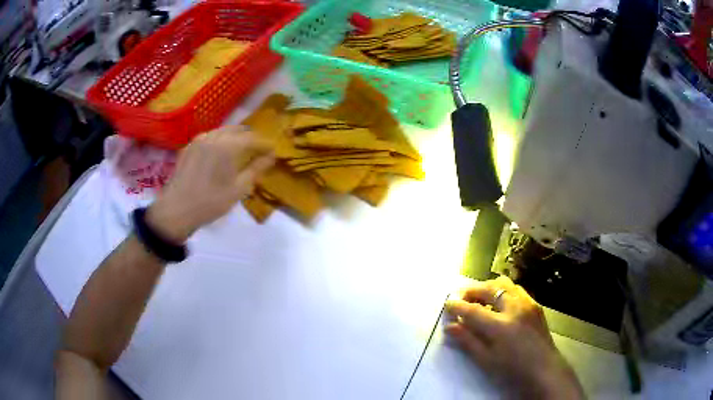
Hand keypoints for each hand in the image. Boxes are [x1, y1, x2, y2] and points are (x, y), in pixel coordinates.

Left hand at [146, 126, 273, 242]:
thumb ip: (256, 169)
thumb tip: (271, 157)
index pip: (252, 138)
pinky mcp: (189, 147)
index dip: (264, 144)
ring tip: (240, 151)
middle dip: (250, 138)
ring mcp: (199, 140)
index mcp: (228, 145)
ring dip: (234, 137)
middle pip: (237, 129)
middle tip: (258, 150)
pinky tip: (219, 153)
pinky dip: (219, 141)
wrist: (177, 209)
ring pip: (222, 131)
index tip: (273, 151)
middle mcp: (213, 136)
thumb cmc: (211, 202)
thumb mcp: (239, 189)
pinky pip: (209, 137)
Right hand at [445, 276, 584, 399]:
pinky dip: (502, 291)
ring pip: (504, 284)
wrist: (544, 369)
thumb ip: (467, 341)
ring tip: (479, 300)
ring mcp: (527, 303)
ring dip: (488, 288)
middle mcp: (515, 308)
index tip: (447, 304)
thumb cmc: (512, 370)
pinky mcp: (535, 304)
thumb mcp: (486, 360)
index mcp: (500, 326)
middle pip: (489, 288)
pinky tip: (499, 304)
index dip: (457, 306)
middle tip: (461, 300)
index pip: (472, 310)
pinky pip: (516, 289)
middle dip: (471, 291)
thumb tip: (449, 326)